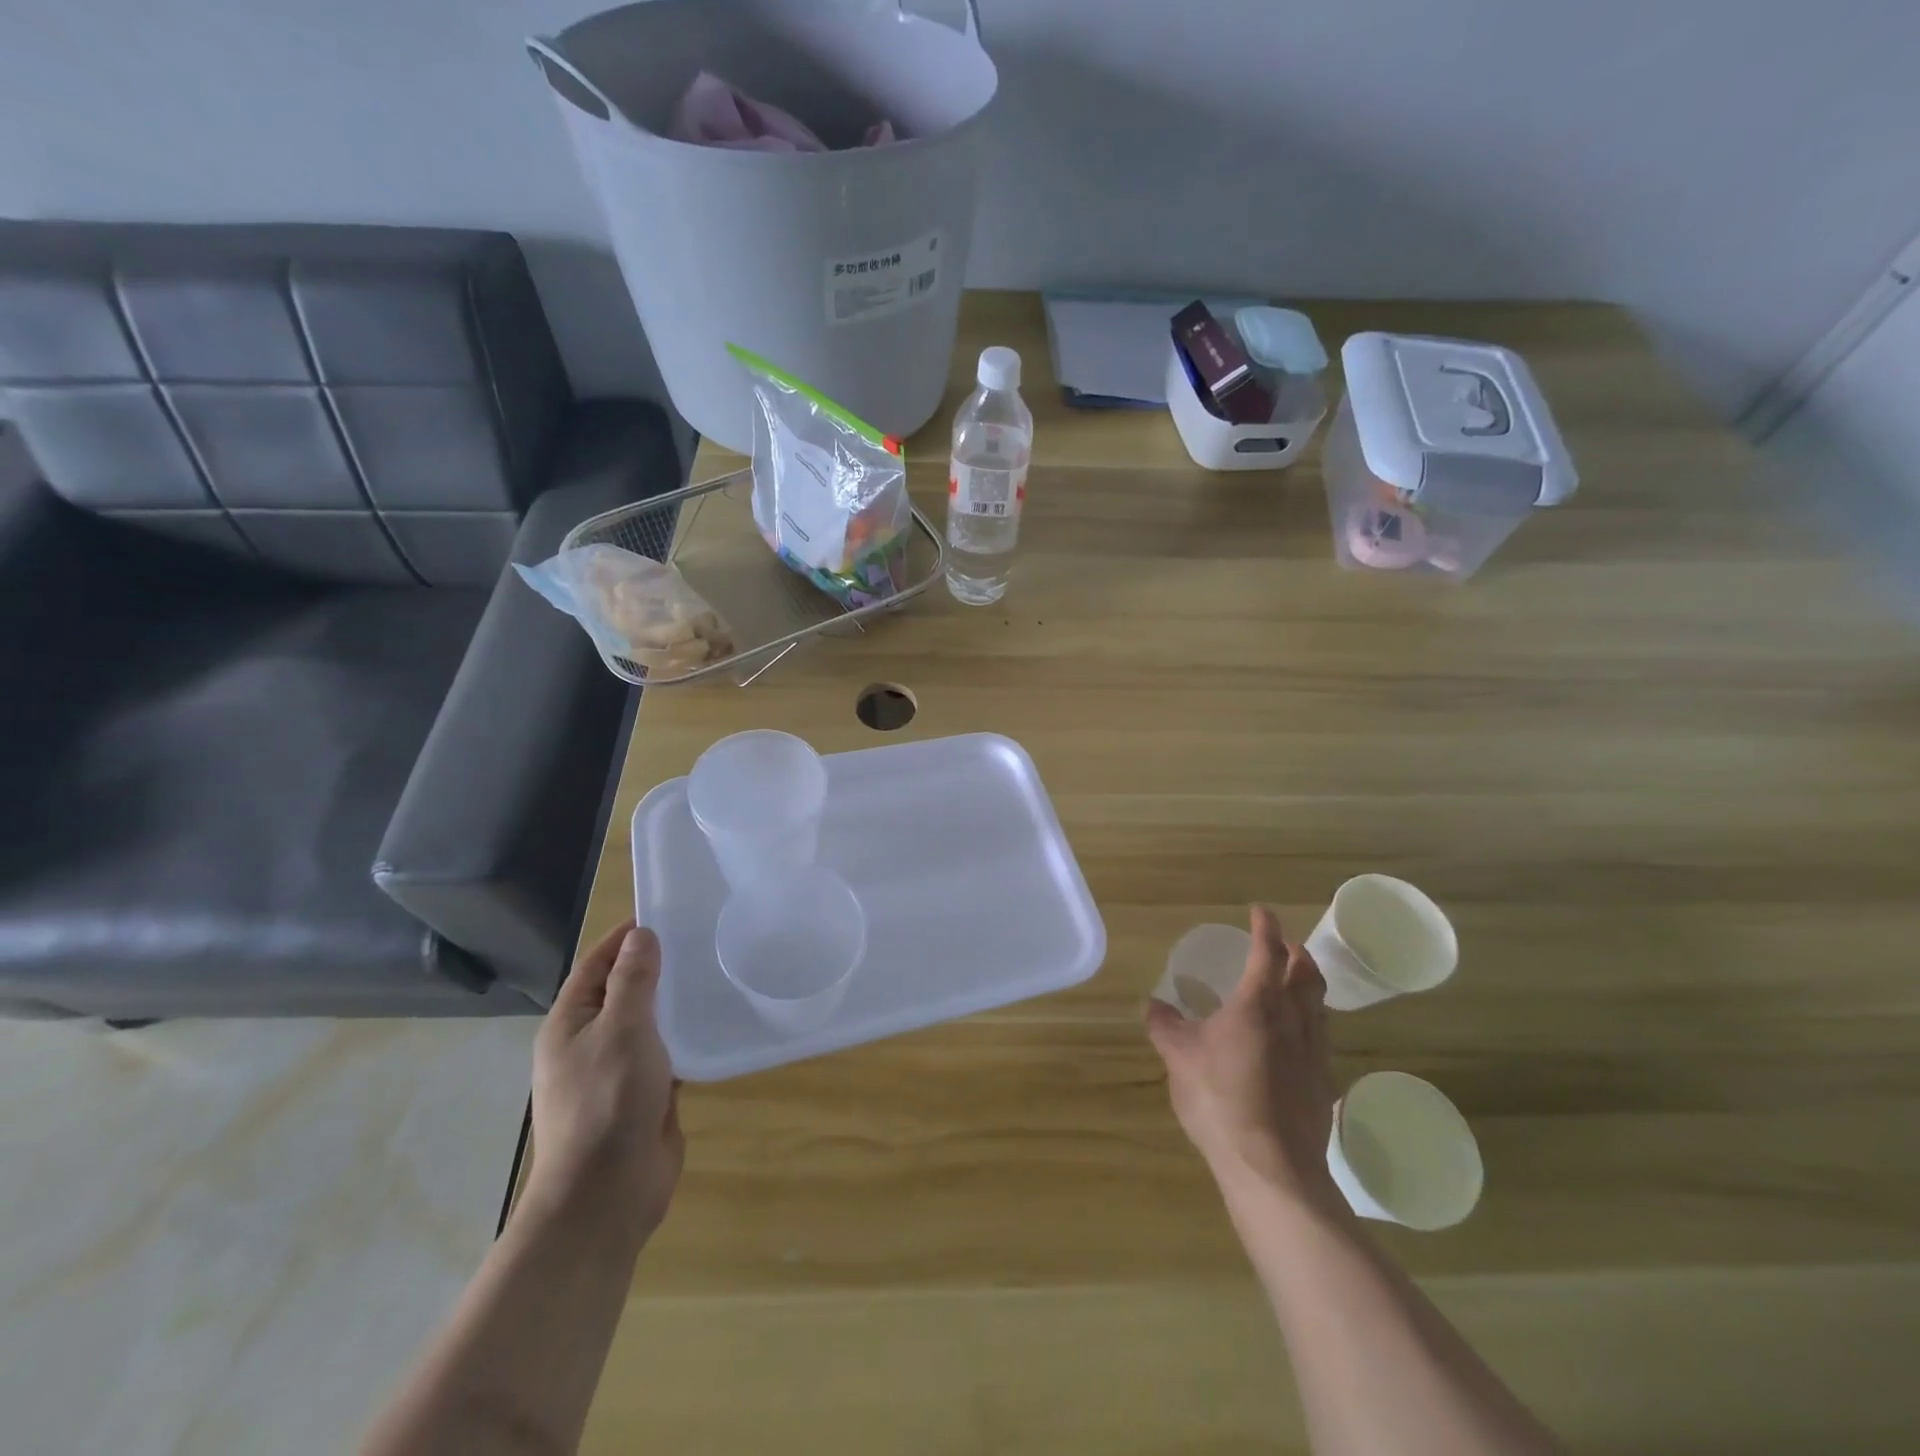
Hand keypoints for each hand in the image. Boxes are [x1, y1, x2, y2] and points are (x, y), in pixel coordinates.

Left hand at [526, 921, 683, 1237]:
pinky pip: (665, 1053)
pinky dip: (685, 1036)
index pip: (595, 965)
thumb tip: (640, 936)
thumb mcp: (622, 1028)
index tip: (662, 913)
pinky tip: (714, 1023)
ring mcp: (616, 1072)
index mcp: (569, 1024)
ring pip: (646, 1023)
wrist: (607, 1193)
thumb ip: (632, 980)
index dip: (623, 938)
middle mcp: (588, 1043)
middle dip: (654, 966)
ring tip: (712, 974)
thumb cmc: (607, 1100)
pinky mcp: (644, 1095)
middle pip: (621, 991)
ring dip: (672, 1002)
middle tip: (698, 940)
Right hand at [1146, 906, 1339, 1211]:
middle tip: (1285, 945)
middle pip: (1307, 975)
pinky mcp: (1323, 1086)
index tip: (1260, 911)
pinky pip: (1321, 1041)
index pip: (1266, 953)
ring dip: (1308, 987)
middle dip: (1297, 953)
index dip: (1265, 927)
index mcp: (1258, 1004)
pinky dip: (1310, 1025)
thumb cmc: (1219, 1098)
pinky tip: (1296, 1043)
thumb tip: (1152, 1004)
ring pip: (1320, 1007)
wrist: (1271, 1166)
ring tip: (1294, 987)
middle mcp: (1293, 1020)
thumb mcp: (1178, 1057)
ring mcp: (1314, 1054)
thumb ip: (1165, 1025)